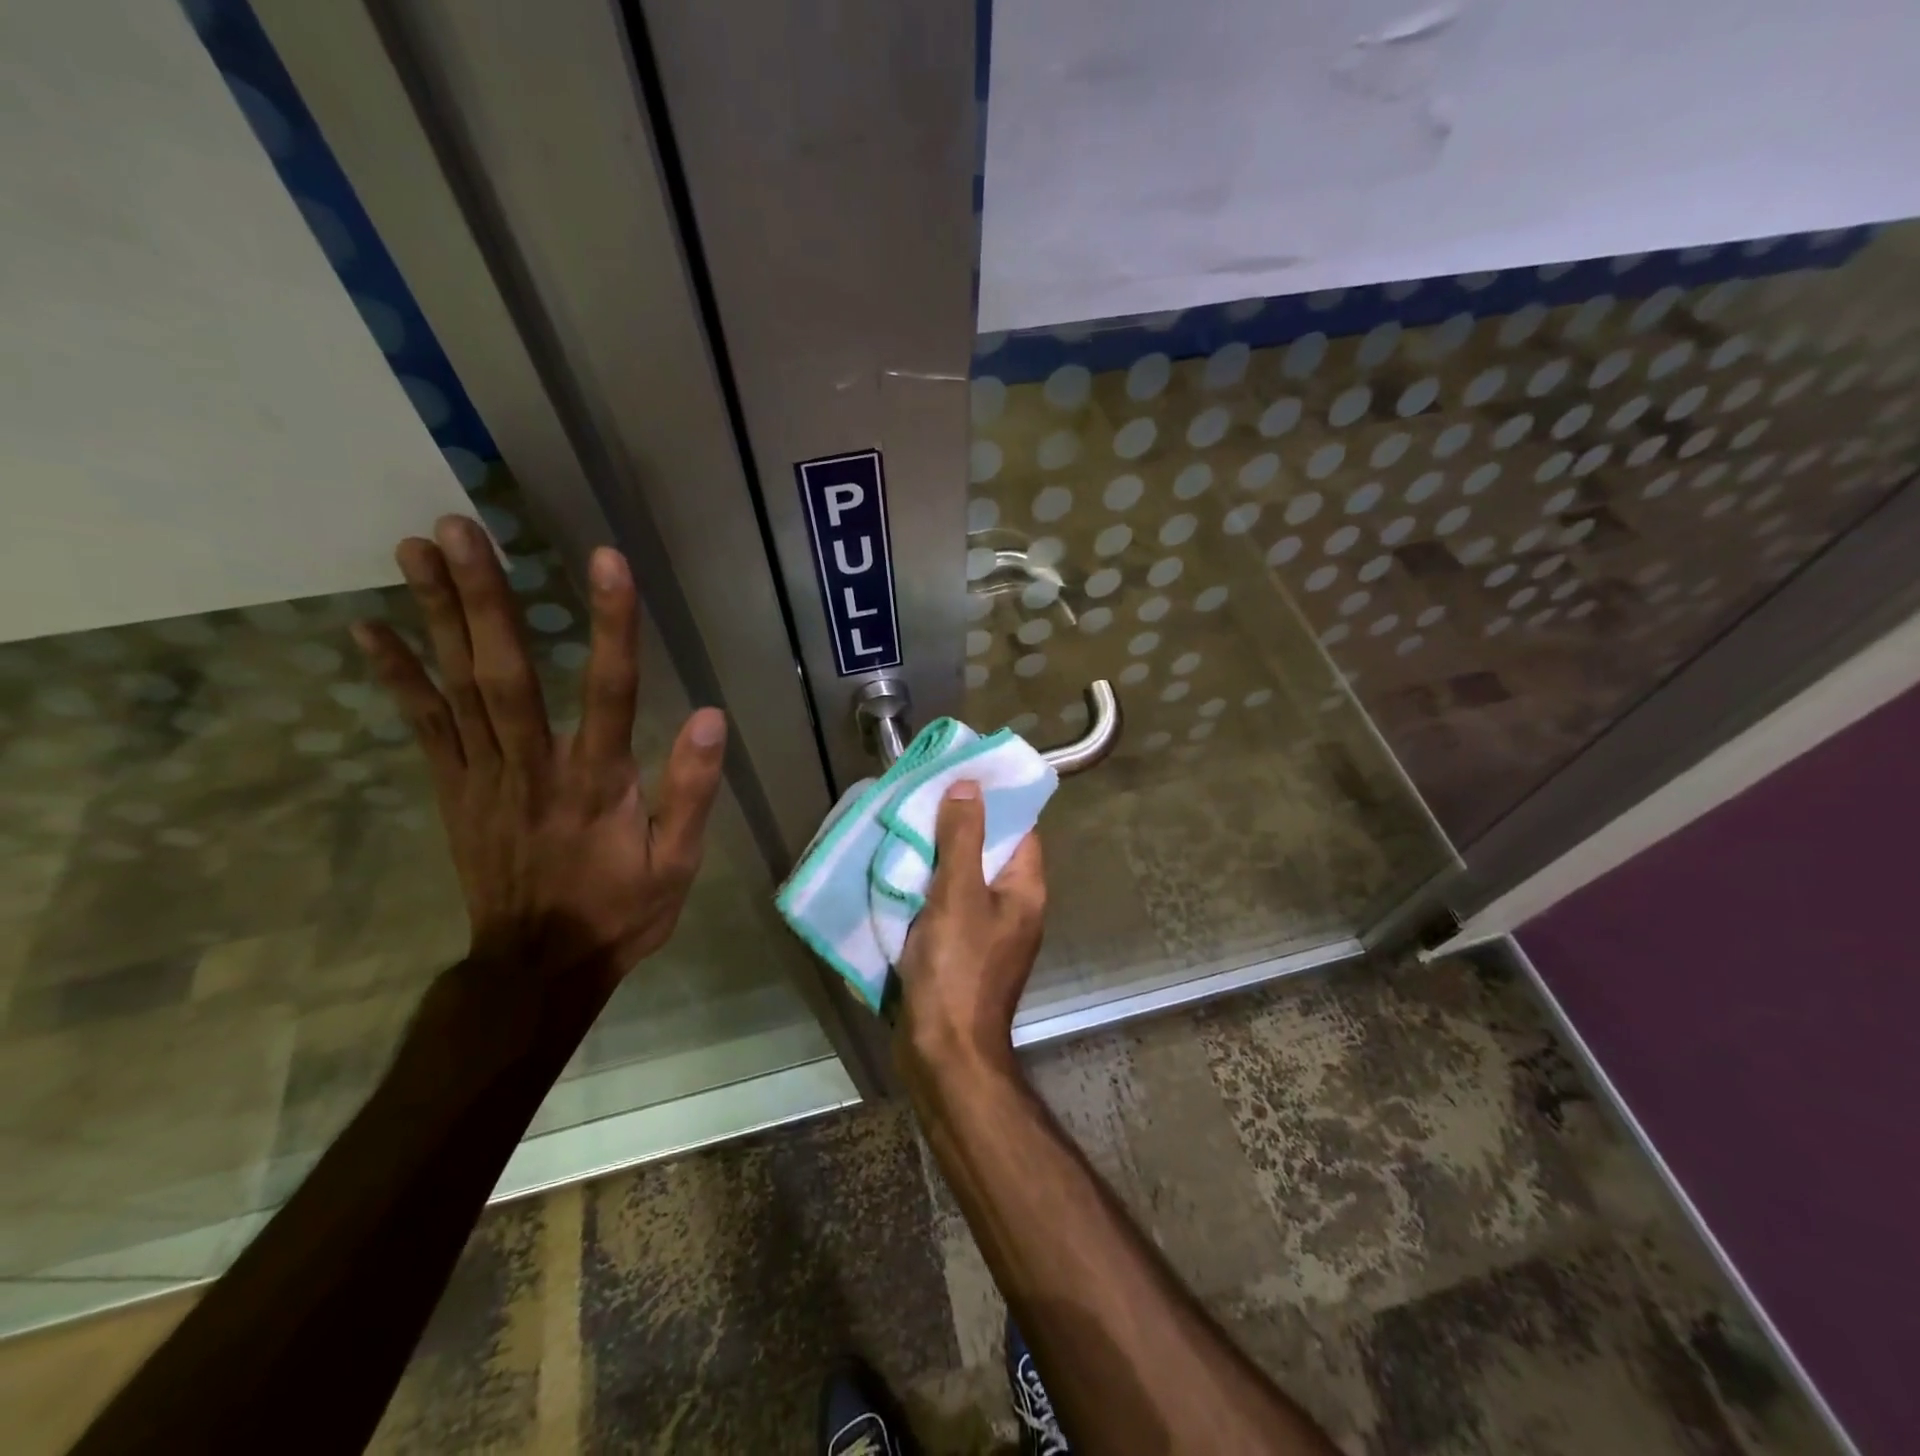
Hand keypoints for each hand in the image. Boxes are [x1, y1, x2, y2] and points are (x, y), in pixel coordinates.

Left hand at [351, 515, 726, 988]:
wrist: (537, 969)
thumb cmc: (620, 911)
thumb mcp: (679, 863)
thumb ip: (691, 791)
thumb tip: (710, 717)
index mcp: (598, 784)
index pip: (610, 691)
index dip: (610, 624)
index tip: (605, 560)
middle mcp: (534, 768)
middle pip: (507, 673)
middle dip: (484, 598)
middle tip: (460, 527)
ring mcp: (484, 777)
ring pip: (457, 687)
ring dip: (436, 615)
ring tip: (417, 548)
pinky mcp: (453, 790)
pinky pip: (423, 726)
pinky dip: (396, 676)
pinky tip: (370, 628)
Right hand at [894, 781, 1046, 1084]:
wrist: (943, 1053)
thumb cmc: (957, 969)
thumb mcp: (958, 895)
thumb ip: (963, 838)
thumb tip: (970, 786)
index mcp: (1024, 889)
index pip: (1019, 828)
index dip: (992, 800)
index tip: (959, 775)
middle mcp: (1011, 906)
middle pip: (988, 850)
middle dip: (956, 824)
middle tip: (921, 797)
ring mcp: (986, 930)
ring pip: (963, 878)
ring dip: (936, 856)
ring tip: (904, 826)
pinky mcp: (959, 951)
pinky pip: (945, 905)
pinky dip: (925, 888)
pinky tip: (897, 873)